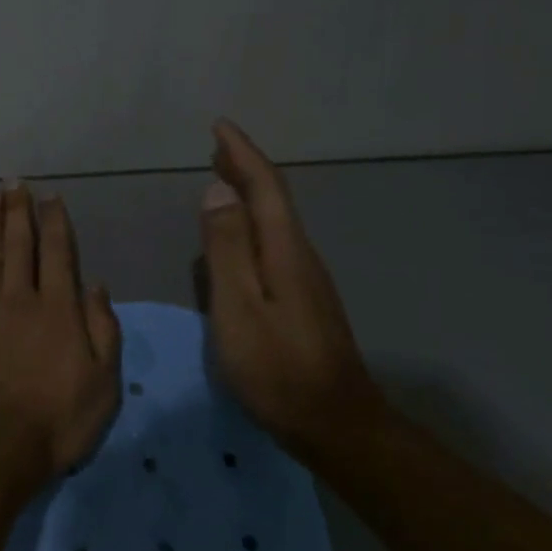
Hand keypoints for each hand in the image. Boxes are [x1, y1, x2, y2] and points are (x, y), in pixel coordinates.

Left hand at [0, 185, 122, 476]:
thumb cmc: (58, 421)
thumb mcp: (104, 382)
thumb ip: (103, 330)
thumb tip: (96, 286)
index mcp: (58, 311)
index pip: (58, 256)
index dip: (55, 224)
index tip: (50, 197)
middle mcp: (19, 301)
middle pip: (19, 248)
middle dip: (18, 213)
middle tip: (15, 182)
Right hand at [199, 119, 385, 453]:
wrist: (335, 423)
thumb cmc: (276, 368)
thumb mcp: (238, 307)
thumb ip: (226, 248)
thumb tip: (218, 191)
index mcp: (284, 250)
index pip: (264, 187)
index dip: (241, 154)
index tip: (219, 127)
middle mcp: (300, 256)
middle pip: (273, 200)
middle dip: (245, 169)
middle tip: (216, 148)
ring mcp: (306, 280)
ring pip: (274, 223)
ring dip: (249, 196)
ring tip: (221, 181)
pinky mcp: (303, 301)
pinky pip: (273, 246)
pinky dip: (251, 226)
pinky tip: (237, 239)